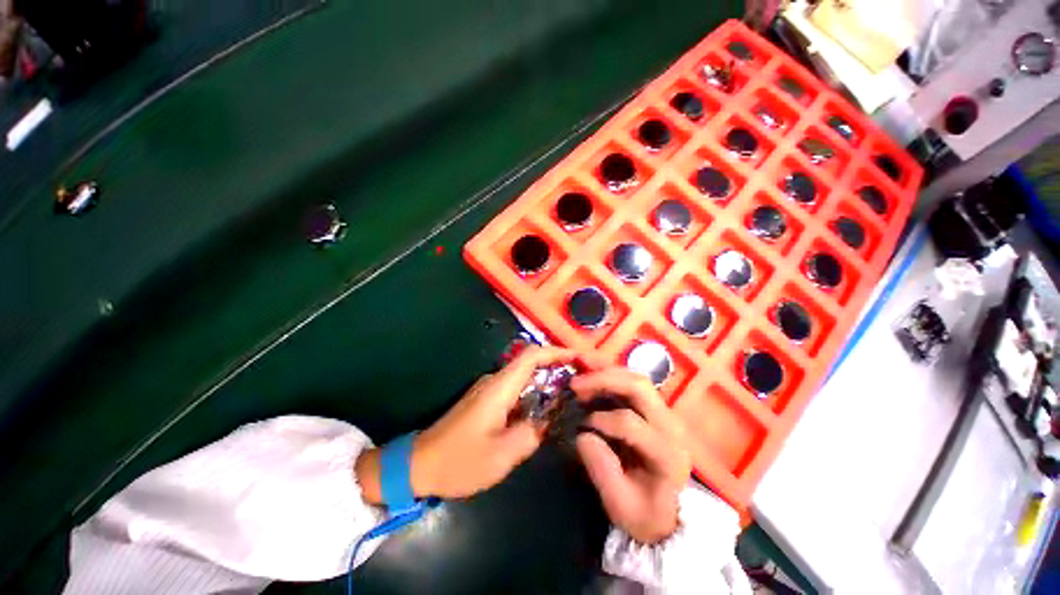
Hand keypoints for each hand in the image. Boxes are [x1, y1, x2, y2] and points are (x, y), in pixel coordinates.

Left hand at [356, 346, 573, 502]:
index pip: (531, 356)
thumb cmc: (459, 461)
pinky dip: (534, 394)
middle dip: (557, 367)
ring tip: (570, 396)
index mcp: (499, 388)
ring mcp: (488, 389)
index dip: (556, 352)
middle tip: (581, 381)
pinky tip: (545, 411)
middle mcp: (495, 381)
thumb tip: (550, 418)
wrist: (419, 464)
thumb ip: (531, 434)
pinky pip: (516, 389)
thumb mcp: (501, 455)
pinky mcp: (485, 399)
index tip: (578, 358)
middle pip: (530, 363)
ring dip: (546, 382)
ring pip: (524, 377)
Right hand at [571, 367, 692, 543]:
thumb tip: (582, 434)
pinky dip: (612, 375)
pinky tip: (594, 373)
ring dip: (606, 371)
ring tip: (581, 370)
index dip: (602, 419)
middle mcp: (671, 426)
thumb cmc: (646, 514)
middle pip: (638, 387)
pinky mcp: (657, 409)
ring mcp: (666, 414)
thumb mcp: (620, 505)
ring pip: (637, 379)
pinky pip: (634, 383)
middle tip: (575, 383)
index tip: (582, 425)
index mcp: (666, 454)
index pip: (631, 423)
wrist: (671, 516)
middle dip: (603, 379)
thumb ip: (601, 469)